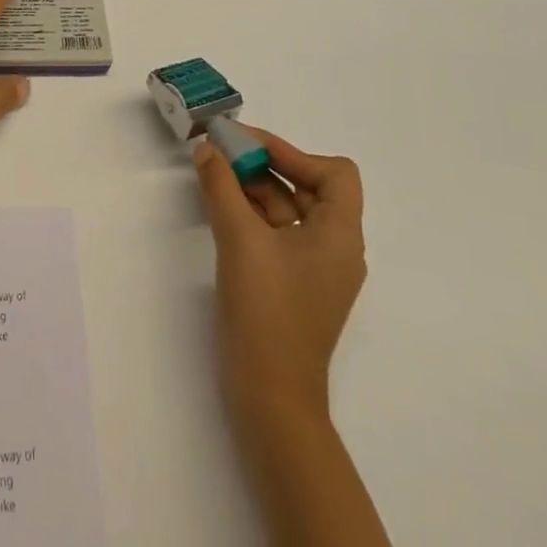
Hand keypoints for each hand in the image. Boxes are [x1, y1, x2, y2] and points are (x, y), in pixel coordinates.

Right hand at [196, 130, 366, 424]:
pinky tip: (219, 203)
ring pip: (287, 208)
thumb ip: (222, 186)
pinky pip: (276, 233)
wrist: (270, 400)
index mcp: (340, 234)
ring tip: (213, 171)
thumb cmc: (267, 312)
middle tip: (222, 150)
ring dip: (253, 186)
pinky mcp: (293, 284)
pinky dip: (251, 213)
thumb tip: (207, 148)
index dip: (293, 152)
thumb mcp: (240, 239)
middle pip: (307, 186)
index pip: (333, 172)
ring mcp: (314, 268)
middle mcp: (335, 247)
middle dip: (264, 163)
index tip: (248, 146)